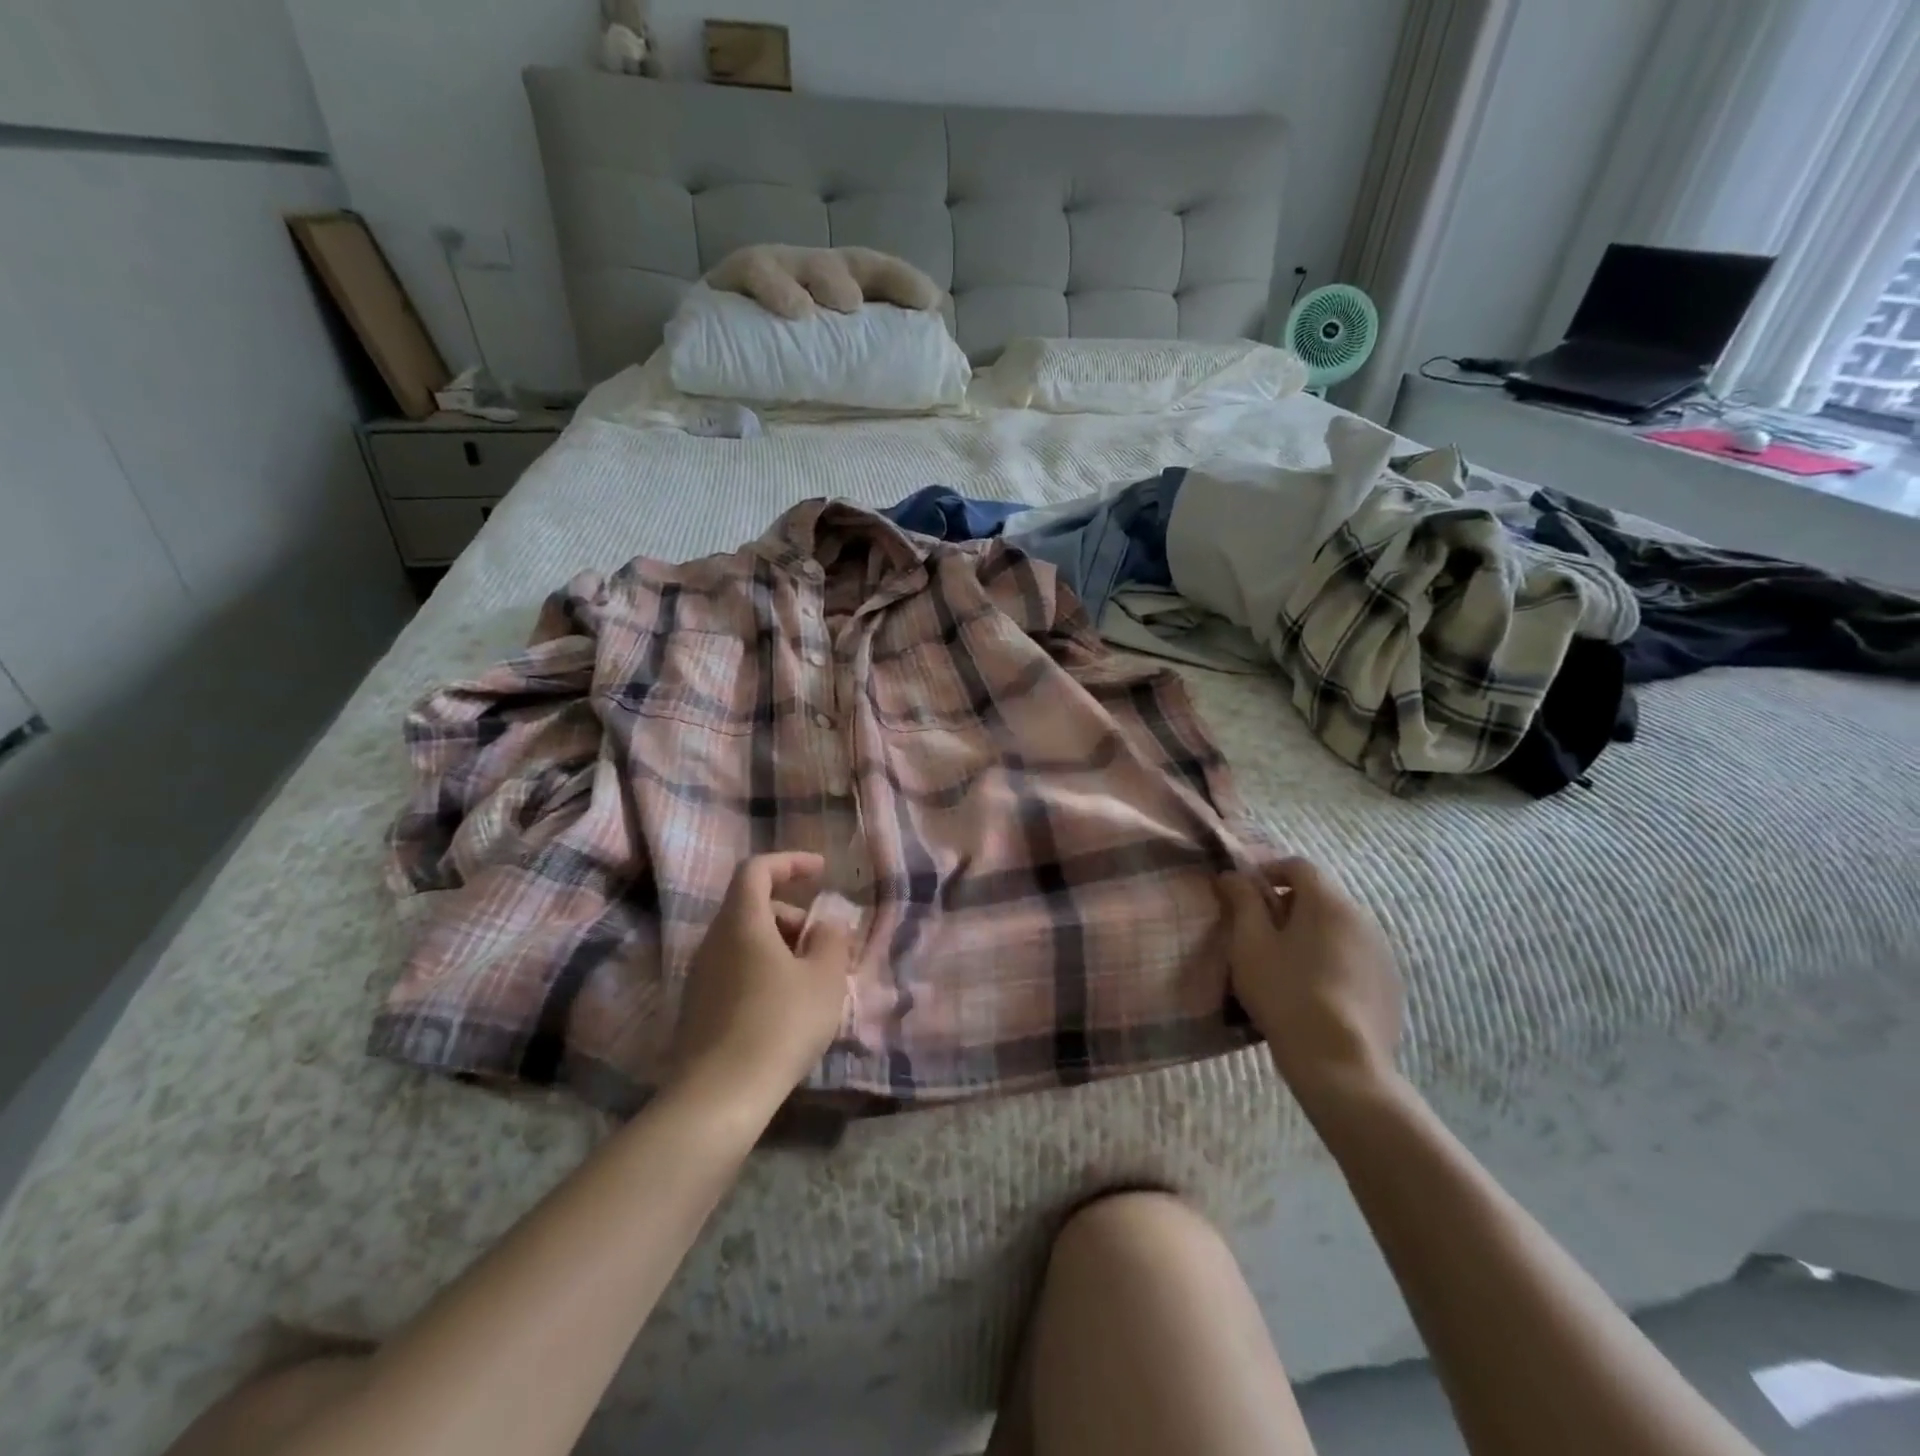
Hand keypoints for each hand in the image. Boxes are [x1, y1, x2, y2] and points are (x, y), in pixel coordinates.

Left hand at [673, 853, 853, 1106]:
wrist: (719, 1096)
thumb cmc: (780, 1024)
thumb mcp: (824, 978)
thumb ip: (831, 940)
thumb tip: (826, 924)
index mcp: (742, 921)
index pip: (757, 869)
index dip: (790, 862)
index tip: (821, 871)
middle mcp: (714, 940)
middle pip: (751, 906)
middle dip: (791, 914)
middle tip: (823, 943)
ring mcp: (701, 975)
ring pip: (744, 941)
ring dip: (780, 946)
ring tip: (811, 979)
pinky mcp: (698, 1007)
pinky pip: (735, 969)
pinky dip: (763, 971)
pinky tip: (785, 1007)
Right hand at [1217, 857, 1404, 1110]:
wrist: (1340, 1062)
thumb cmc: (1285, 992)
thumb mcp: (1249, 944)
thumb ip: (1242, 902)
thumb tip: (1232, 875)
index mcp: (1327, 902)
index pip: (1298, 866)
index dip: (1268, 872)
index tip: (1245, 895)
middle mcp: (1362, 918)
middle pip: (1320, 896)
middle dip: (1288, 905)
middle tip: (1260, 933)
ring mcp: (1382, 953)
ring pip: (1339, 928)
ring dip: (1311, 934)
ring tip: (1286, 965)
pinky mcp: (1390, 986)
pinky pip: (1355, 957)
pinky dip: (1332, 960)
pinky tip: (1314, 991)